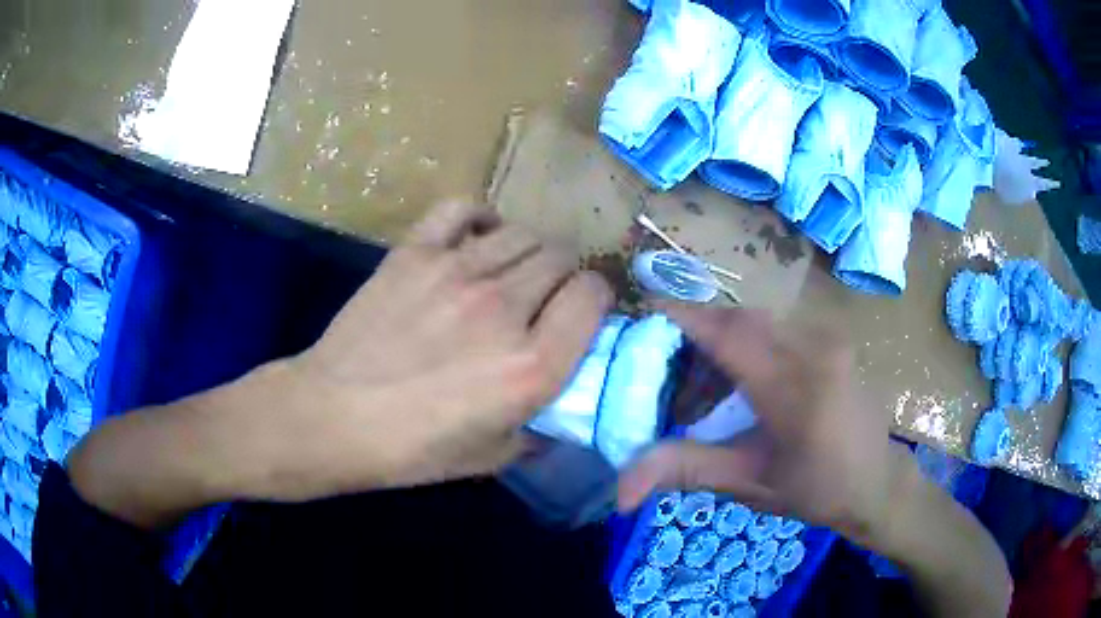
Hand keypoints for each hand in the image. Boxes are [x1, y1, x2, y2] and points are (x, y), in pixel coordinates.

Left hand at [233, 200, 611, 500]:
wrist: (334, 416)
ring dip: (529, 252)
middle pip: (562, 257)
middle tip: (544, 298)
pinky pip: (463, 210)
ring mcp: (456, 271)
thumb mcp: (492, 456)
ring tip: (511, 273)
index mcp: (531, 365)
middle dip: (564, 276)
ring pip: (522, 233)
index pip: (594, 295)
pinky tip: (477, 238)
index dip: (596, 300)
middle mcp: (504, 308)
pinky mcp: (416, 253)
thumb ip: (540, 429)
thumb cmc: (412, 449)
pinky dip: (480, 218)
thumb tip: (563, 411)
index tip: (582, 313)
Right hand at [617, 304, 899, 544]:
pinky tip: (741, 381)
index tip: (644, 312)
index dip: (684, 317)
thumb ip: (687, 470)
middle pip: (741, 319)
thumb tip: (620, 489)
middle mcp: (815, 348)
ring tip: (702, 388)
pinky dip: (748, 343)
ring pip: (759, 321)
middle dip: (697, 334)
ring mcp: (829, 338)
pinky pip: (779, 328)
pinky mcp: (833, 339)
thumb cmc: (818, 489)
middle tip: (667, 369)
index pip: (730, 334)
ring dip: (723, 341)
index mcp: (796, 388)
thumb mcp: (751, 484)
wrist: (878, 480)